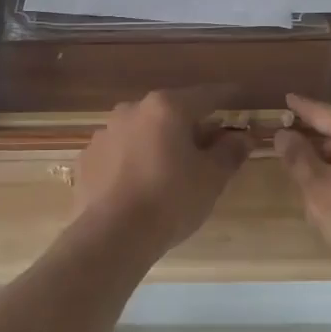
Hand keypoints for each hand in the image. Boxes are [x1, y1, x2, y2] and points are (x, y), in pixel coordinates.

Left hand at [69, 87, 250, 261]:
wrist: (112, 236)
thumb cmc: (171, 200)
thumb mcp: (211, 178)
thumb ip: (229, 152)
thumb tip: (243, 137)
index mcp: (166, 108)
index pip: (206, 96)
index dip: (227, 98)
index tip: (239, 98)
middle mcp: (132, 110)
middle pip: (170, 112)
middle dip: (190, 126)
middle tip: (207, 148)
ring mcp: (105, 133)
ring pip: (142, 131)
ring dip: (158, 143)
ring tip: (170, 172)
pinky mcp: (87, 158)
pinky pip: (119, 153)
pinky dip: (133, 161)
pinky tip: (139, 186)